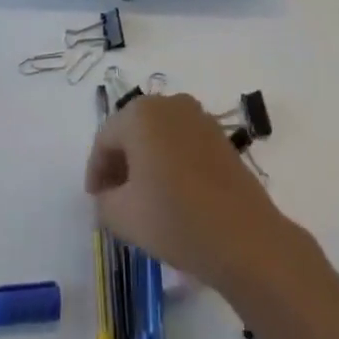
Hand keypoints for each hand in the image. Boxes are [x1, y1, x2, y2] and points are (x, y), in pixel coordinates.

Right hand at [85, 95, 290, 289]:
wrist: (243, 236)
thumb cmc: (176, 219)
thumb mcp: (123, 217)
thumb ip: (103, 201)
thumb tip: (107, 194)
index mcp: (139, 114)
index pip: (105, 139)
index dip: (95, 171)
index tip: (95, 201)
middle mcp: (167, 103)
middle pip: (131, 130)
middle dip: (119, 162)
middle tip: (114, 198)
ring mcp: (196, 115)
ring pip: (157, 134)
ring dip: (145, 160)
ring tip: (142, 198)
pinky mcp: (217, 133)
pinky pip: (180, 140)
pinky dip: (169, 160)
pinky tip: (171, 192)